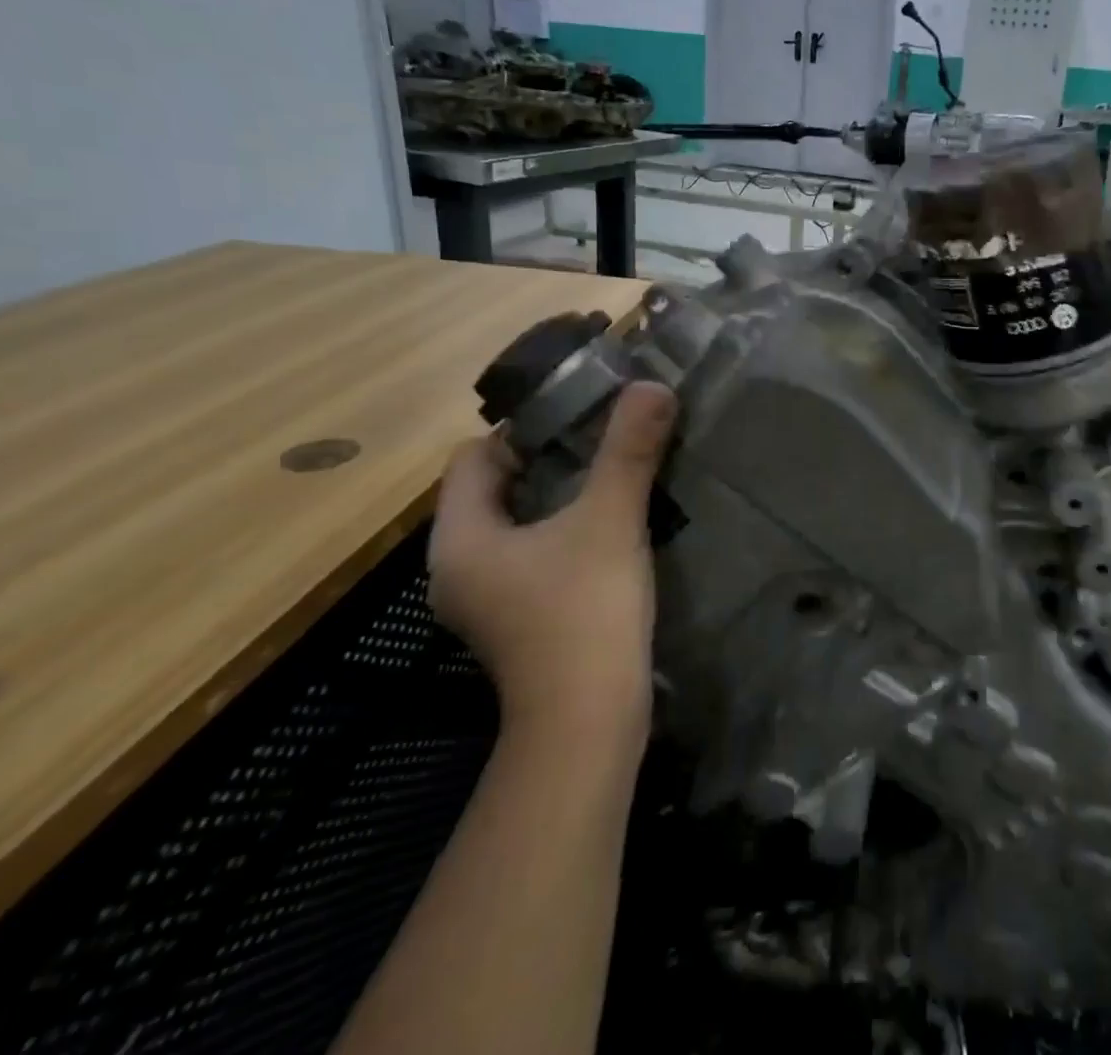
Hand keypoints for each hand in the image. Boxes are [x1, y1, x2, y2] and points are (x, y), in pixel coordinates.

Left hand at [428, 382, 677, 741]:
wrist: (588, 724)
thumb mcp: (610, 520)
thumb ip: (629, 451)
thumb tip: (651, 386)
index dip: (524, 430)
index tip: (580, 418)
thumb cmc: (584, 613)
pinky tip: (609, 530)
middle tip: (604, 440)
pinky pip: (532, 555)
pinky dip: (563, 534)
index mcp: (460, 538)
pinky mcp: (516, 621)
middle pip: (495, 488)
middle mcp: (458, 566)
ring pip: (517, 523)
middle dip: (548, 459)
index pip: (474, 456)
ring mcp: (485, 600)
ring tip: (613, 477)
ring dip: (559, 497)